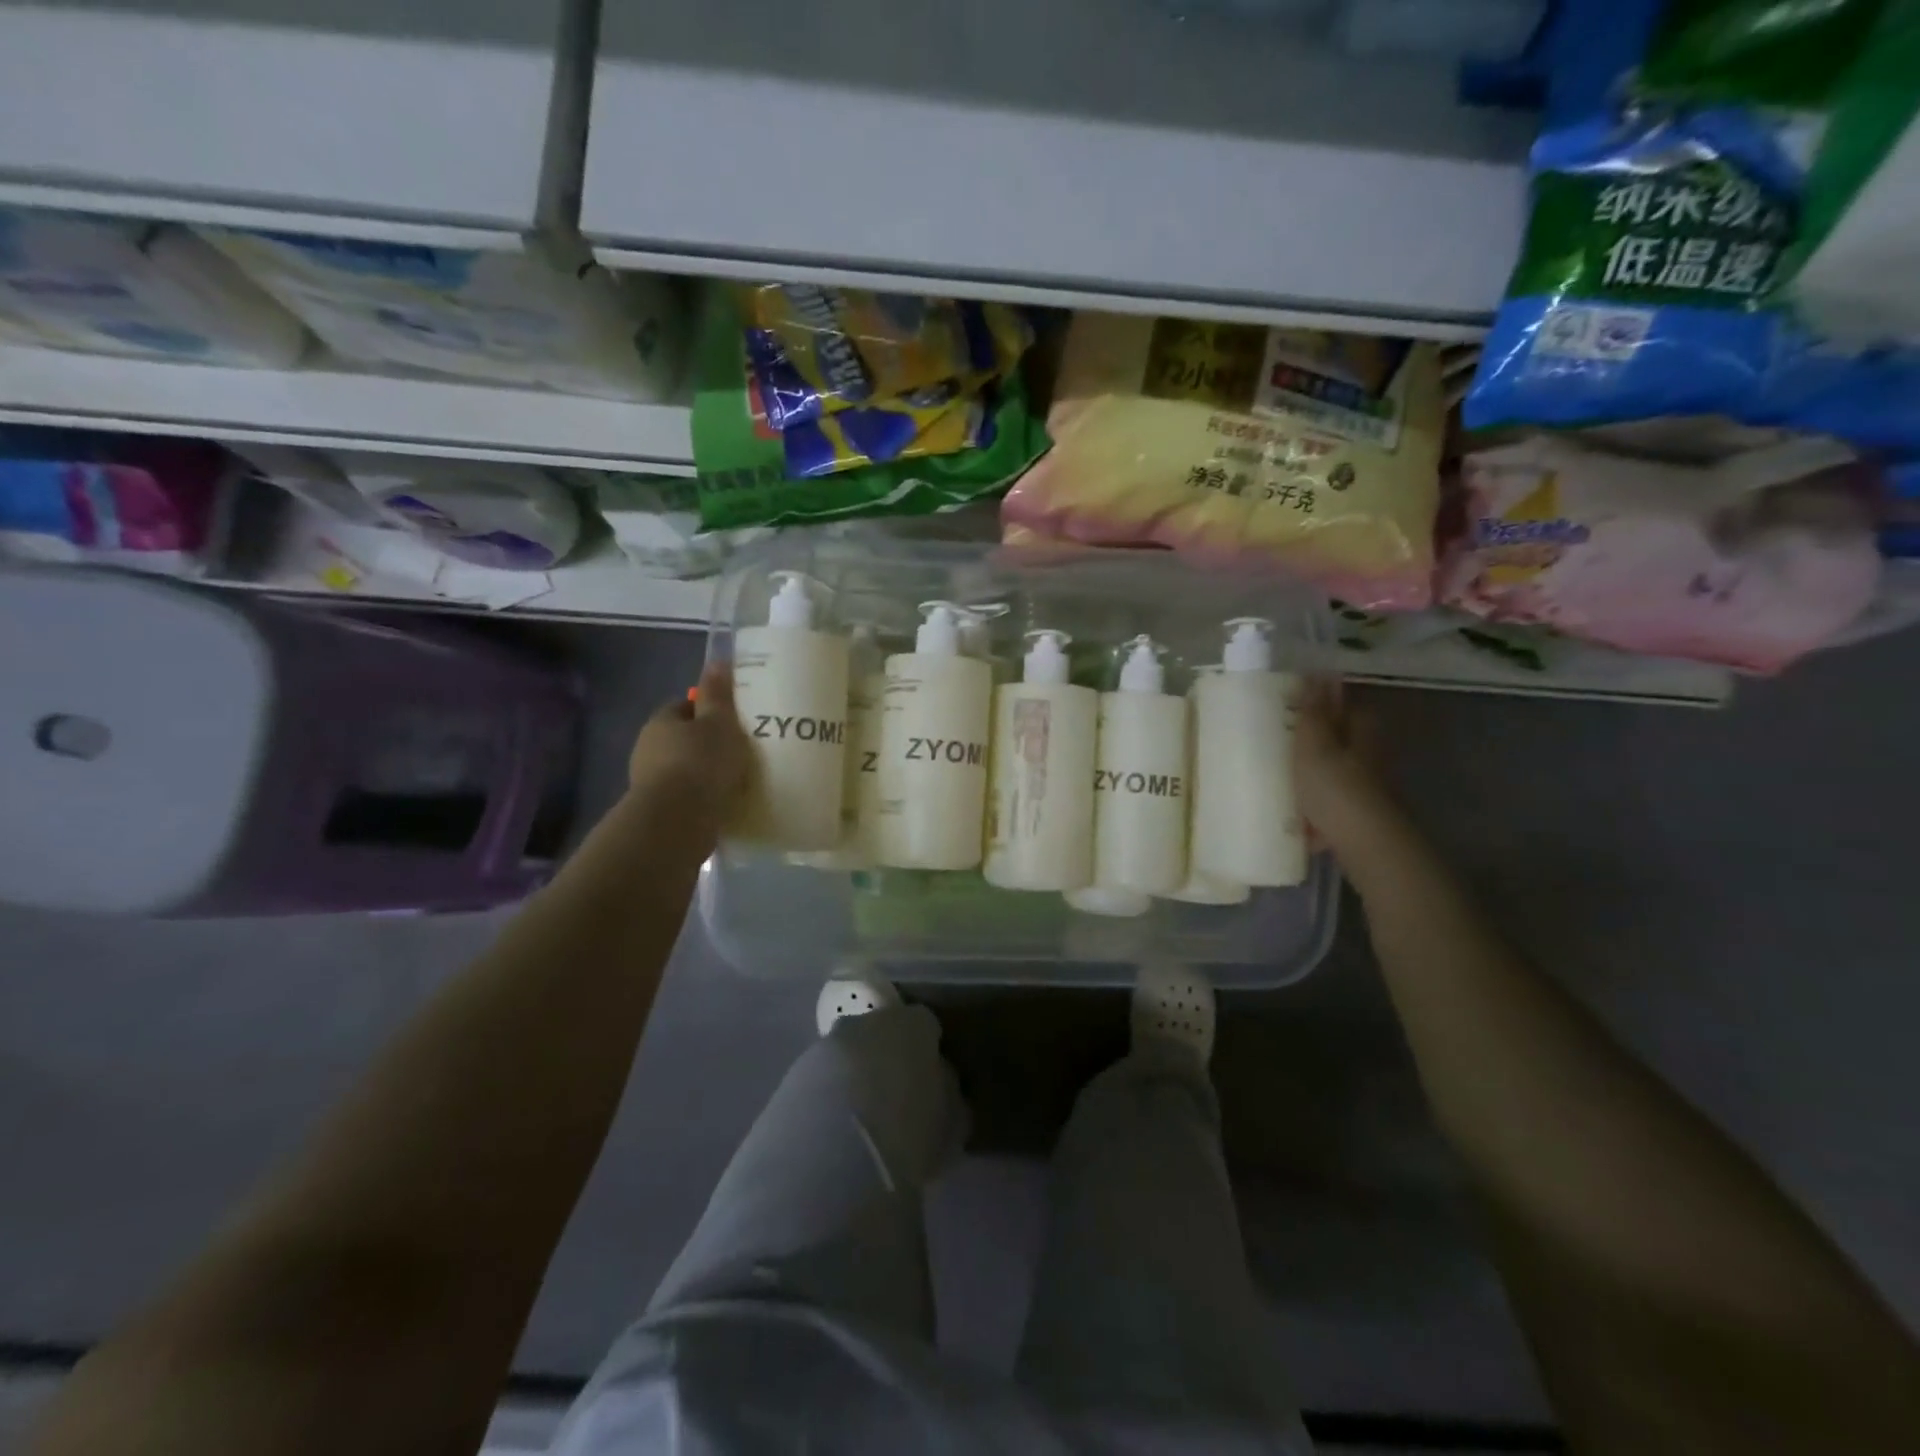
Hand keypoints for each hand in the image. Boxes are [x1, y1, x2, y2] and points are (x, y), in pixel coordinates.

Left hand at [626, 663, 751, 824]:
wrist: (678, 820)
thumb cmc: (701, 762)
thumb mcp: (719, 722)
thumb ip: (718, 694)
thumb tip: (717, 661)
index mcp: (661, 722)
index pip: (683, 707)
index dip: (707, 711)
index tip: (731, 720)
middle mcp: (648, 749)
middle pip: (682, 739)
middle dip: (706, 743)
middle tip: (738, 750)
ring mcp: (650, 782)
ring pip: (683, 769)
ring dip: (704, 773)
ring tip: (735, 780)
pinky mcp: (659, 811)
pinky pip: (686, 796)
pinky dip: (702, 797)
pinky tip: (723, 802)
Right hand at [1294, 680, 1399, 855]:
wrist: (1365, 845)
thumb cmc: (1335, 789)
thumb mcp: (1314, 745)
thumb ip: (1313, 712)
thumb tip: (1317, 671)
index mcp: (1361, 731)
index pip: (1344, 704)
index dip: (1321, 700)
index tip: (1292, 701)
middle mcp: (1369, 755)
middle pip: (1339, 740)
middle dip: (1314, 740)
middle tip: (1278, 739)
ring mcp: (1366, 789)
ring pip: (1334, 773)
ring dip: (1312, 774)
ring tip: (1278, 777)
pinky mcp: (1358, 817)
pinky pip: (1329, 806)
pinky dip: (1313, 809)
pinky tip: (1293, 818)